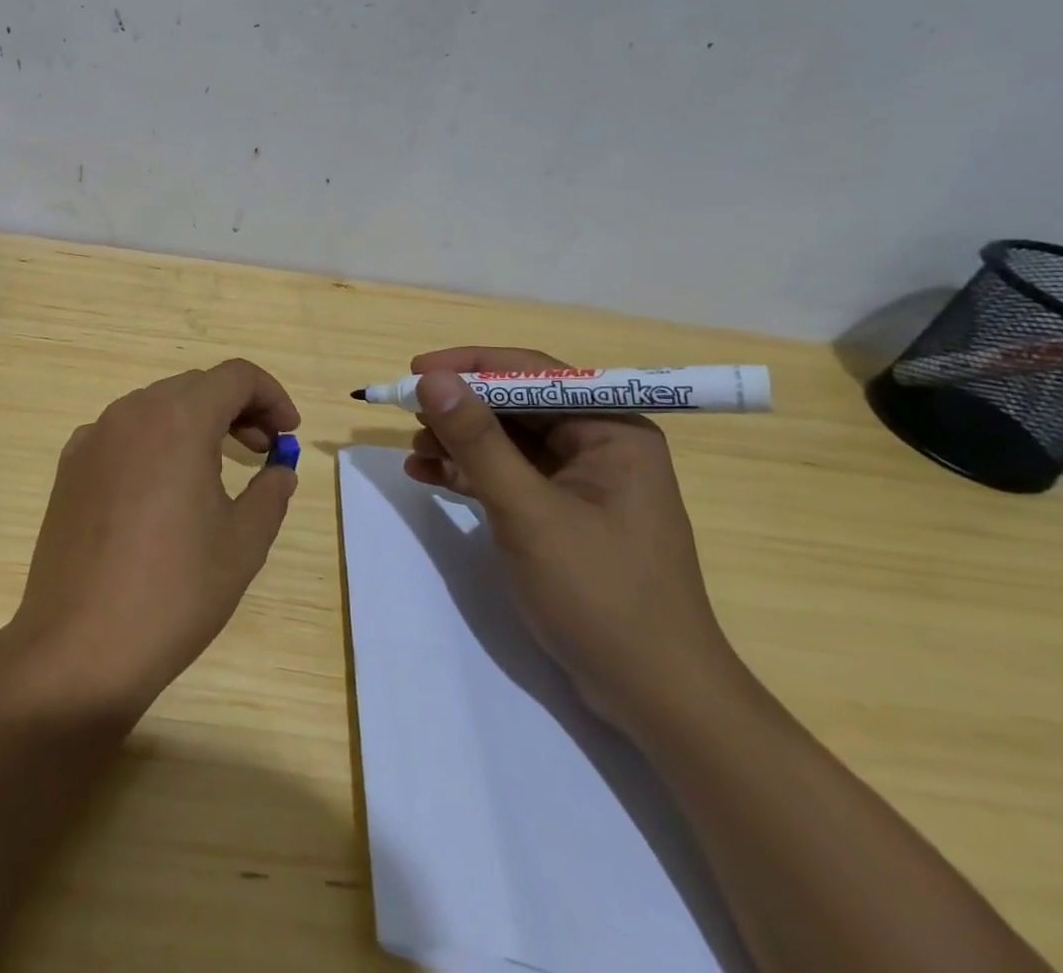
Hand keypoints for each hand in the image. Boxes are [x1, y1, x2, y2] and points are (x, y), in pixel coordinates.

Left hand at [0, 359, 300, 724]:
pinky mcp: (69, 466)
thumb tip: (279, 469)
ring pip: (156, 407)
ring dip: (194, 423)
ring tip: (215, 469)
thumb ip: (270, 492)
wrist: (81, 645)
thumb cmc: (175, 591)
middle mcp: (131, 413)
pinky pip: (122, 434)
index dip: (271, 396)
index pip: (235, 376)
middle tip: (262, 451)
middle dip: (236, 408)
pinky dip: (154, 442)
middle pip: (195, 387)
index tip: (288, 434)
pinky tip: (160, 490)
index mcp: (178, 419)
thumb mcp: (243, 542)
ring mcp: (93, 437)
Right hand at [405, 347, 743, 737]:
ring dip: (459, 442)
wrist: (654, 696)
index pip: (533, 373)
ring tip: (415, 454)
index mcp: (611, 429)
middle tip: (408, 416)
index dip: (470, 366)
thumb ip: (477, 441)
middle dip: (461, 410)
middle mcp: (600, 444)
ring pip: (508, 441)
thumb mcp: (527, 511)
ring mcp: (582, 482)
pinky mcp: (564, 514)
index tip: (416, 371)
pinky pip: (509, 476)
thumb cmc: (600, 593)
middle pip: (517, 405)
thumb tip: (433, 379)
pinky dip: (470, 474)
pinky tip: (429, 477)